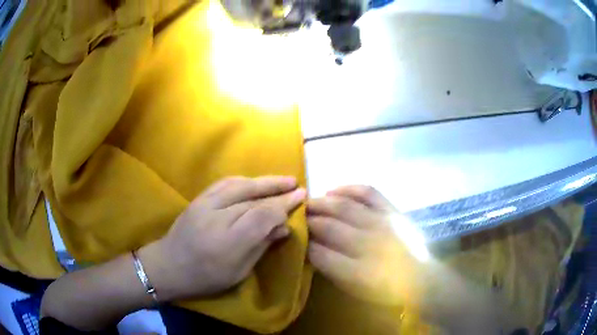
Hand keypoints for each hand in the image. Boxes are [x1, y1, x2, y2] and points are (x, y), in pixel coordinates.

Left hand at [140, 176, 305, 300]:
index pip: (262, 216)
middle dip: (278, 190)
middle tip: (297, 185)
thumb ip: (261, 246)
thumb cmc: (205, 277)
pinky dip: (244, 181)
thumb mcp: (238, 271)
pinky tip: (255, 182)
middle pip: (253, 198)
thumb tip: (283, 228)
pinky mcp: (198, 199)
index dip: (284, 206)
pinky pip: (225, 183)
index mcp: (228, 242)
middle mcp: (217, 217)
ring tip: (282, 180)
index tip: (301, 199)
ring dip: (263, 181)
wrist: (168, 265)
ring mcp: (205, 204)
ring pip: (239, 185)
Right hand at [307, 185, 423, 305]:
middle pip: (328, 226)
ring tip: (309, 202)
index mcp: (357, 271)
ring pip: (344, 207)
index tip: (297, 237)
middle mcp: (368, 244)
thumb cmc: (386, 288)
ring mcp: (382, 223)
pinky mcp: (392, 210)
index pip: (319, 253)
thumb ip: (332, 269)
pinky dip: (348, 188)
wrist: (421, 277)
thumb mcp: (355, 288)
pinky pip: (367, 192)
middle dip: (308, 220)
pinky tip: (334, 190)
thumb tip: (312, 248)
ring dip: (321, 203)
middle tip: (296, 216)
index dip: (304, 244)